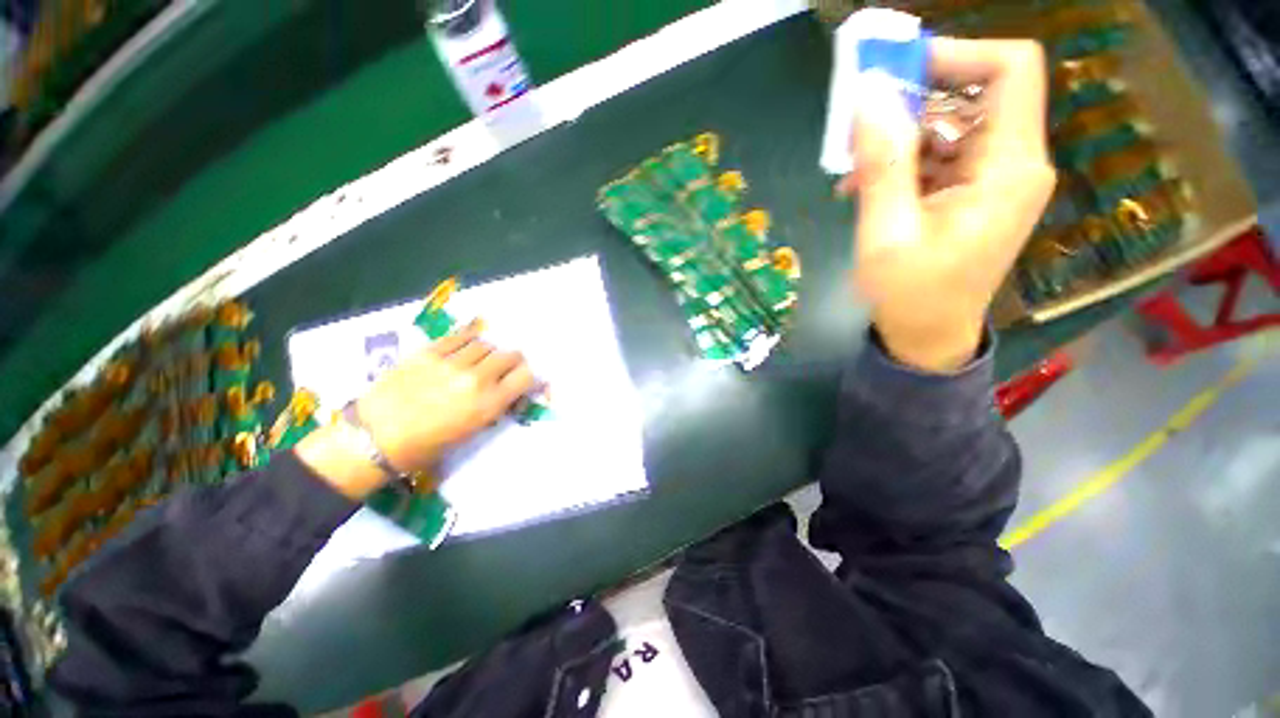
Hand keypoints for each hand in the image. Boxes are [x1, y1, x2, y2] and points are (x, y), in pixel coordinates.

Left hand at [358, 320, 536, 472]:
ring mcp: (452, 362)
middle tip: (502, 369)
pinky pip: (460, 337)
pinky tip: (464, 348)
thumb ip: (495, 406)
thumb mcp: (472, 431)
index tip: (522, 380)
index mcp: (489, 403)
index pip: (527, 375)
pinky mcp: (429, 352)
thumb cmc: (426, 445)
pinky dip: (468, 341)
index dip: (529, 376)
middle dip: (512, 362)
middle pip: (511, 355)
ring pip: (487, 344)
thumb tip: (508, 391)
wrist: (373, 439)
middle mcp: (477, 379)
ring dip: (489, 352)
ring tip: (478, 360)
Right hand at [837, 38, 1056, 371]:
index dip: (955, 56)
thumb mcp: (886, 232)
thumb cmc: (911, 294)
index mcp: (1009, 167)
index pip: (1010, 69)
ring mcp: (992, 178)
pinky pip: (939, 156)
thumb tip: (869, 95)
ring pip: (949, 126)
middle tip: (856, 126)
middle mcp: (1012, 162)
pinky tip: (863, 188)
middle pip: (973, 94)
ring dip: (896, 140)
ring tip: (851, 174)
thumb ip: (882, 163)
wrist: (927, 337)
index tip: (894, 74)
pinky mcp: (972, 193)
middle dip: (911, 101)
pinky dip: (900, 164)